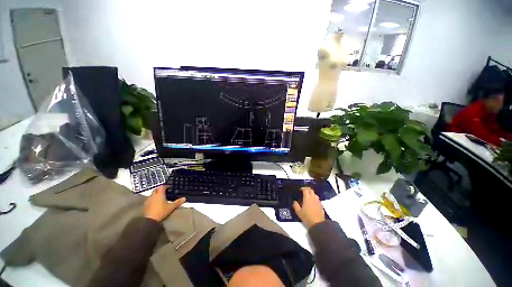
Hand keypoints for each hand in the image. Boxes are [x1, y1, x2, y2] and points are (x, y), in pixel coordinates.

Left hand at [144, 186, 185, 221]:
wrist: (149, 220)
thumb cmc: (161, 212)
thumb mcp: (171, 207)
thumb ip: (178, 202)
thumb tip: (184, 198)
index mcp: (160, 194)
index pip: (162, 187)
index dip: (166, 186)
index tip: (169, 187)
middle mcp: (153, 196)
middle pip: (156, 189)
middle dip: (160, 189)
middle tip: (164, 191)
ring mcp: (148, 200)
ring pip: (152, 194)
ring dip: (156, 194)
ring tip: (160, 197)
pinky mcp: (145, 205)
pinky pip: (149, 199)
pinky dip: (152, 199)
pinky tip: (155, 203)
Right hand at [293, 187, 324, 228]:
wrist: (318, 224)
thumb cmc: (307, 217)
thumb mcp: (298, 212)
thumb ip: (295, 205)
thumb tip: (294, 201)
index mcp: (307, 198)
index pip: (305, 189)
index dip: (302, 188)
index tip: (299, 190)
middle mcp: (313, 197)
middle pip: (311, 190)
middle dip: (307, 189)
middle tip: (303, 191)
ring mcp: (318, 201)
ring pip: (314, 194)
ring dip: (311, 193)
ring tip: (308, 196)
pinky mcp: (321, 205)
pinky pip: (317, 199)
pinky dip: (314, 198)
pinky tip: (312, 202)